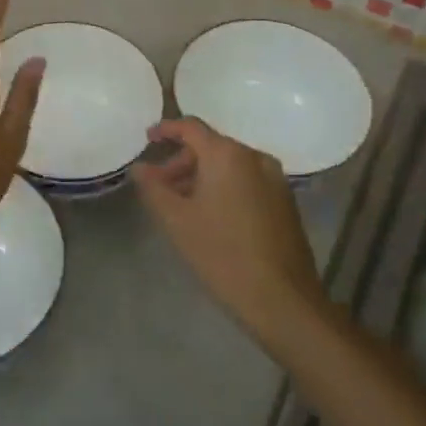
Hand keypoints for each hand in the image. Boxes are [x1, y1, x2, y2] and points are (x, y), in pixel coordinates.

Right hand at [133, 118, 329, 346]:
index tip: (148, 139)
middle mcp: (255, 157)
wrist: (281, 298)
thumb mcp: (176, 221)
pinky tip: (212, 216)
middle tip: (160, 186)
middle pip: (211, 146)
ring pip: (230, 166)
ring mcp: (275, 179)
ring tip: (183, 205)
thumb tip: (139, 168)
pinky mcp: (285, 201)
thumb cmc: (221, 253)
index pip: (191, 127)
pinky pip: (247, 181)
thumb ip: (153, 188)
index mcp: (227, 154)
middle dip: (182, 162)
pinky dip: (225, 187)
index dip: (166, 130)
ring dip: (203, 177)